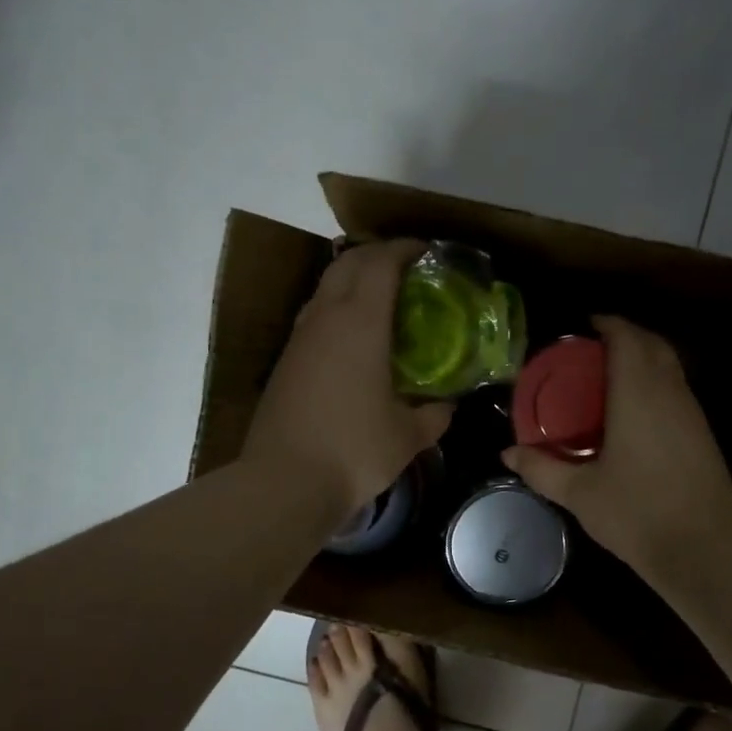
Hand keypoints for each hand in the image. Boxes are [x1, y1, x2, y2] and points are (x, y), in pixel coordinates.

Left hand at [244, 239, 453, 515]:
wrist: (284, 481)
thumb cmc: (354, 450)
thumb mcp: (407, 436)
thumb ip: (434, 415)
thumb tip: (447, 405)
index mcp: (360, 323)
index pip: (380, 263)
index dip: (404, 249)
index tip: (427, 251)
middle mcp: (325, 318)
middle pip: (348, 264)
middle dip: (377, 255)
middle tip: (406, 269)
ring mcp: (299, 338)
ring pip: (325, 288)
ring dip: (352, 280)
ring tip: (381, 298)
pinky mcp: (285, 361)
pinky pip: (314, 316)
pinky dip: (336, 309)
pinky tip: (352, 338)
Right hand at [502, 316, 731, 575]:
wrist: (705, 550)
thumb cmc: (637, 513)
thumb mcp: (579, 493)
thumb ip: (541, 468)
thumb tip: (507, 454)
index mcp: (638, 394)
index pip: (627, 339)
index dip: (608, 324)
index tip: (585, 325)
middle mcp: (669, 393)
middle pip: (653, 344)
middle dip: (627, 335)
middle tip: (593, 348)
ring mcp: (692, 413)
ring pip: (670, 366)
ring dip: (644, 358)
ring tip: (609, 374)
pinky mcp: (703, 434)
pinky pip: (677, 389)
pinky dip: (655, 382)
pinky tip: (634, 410)